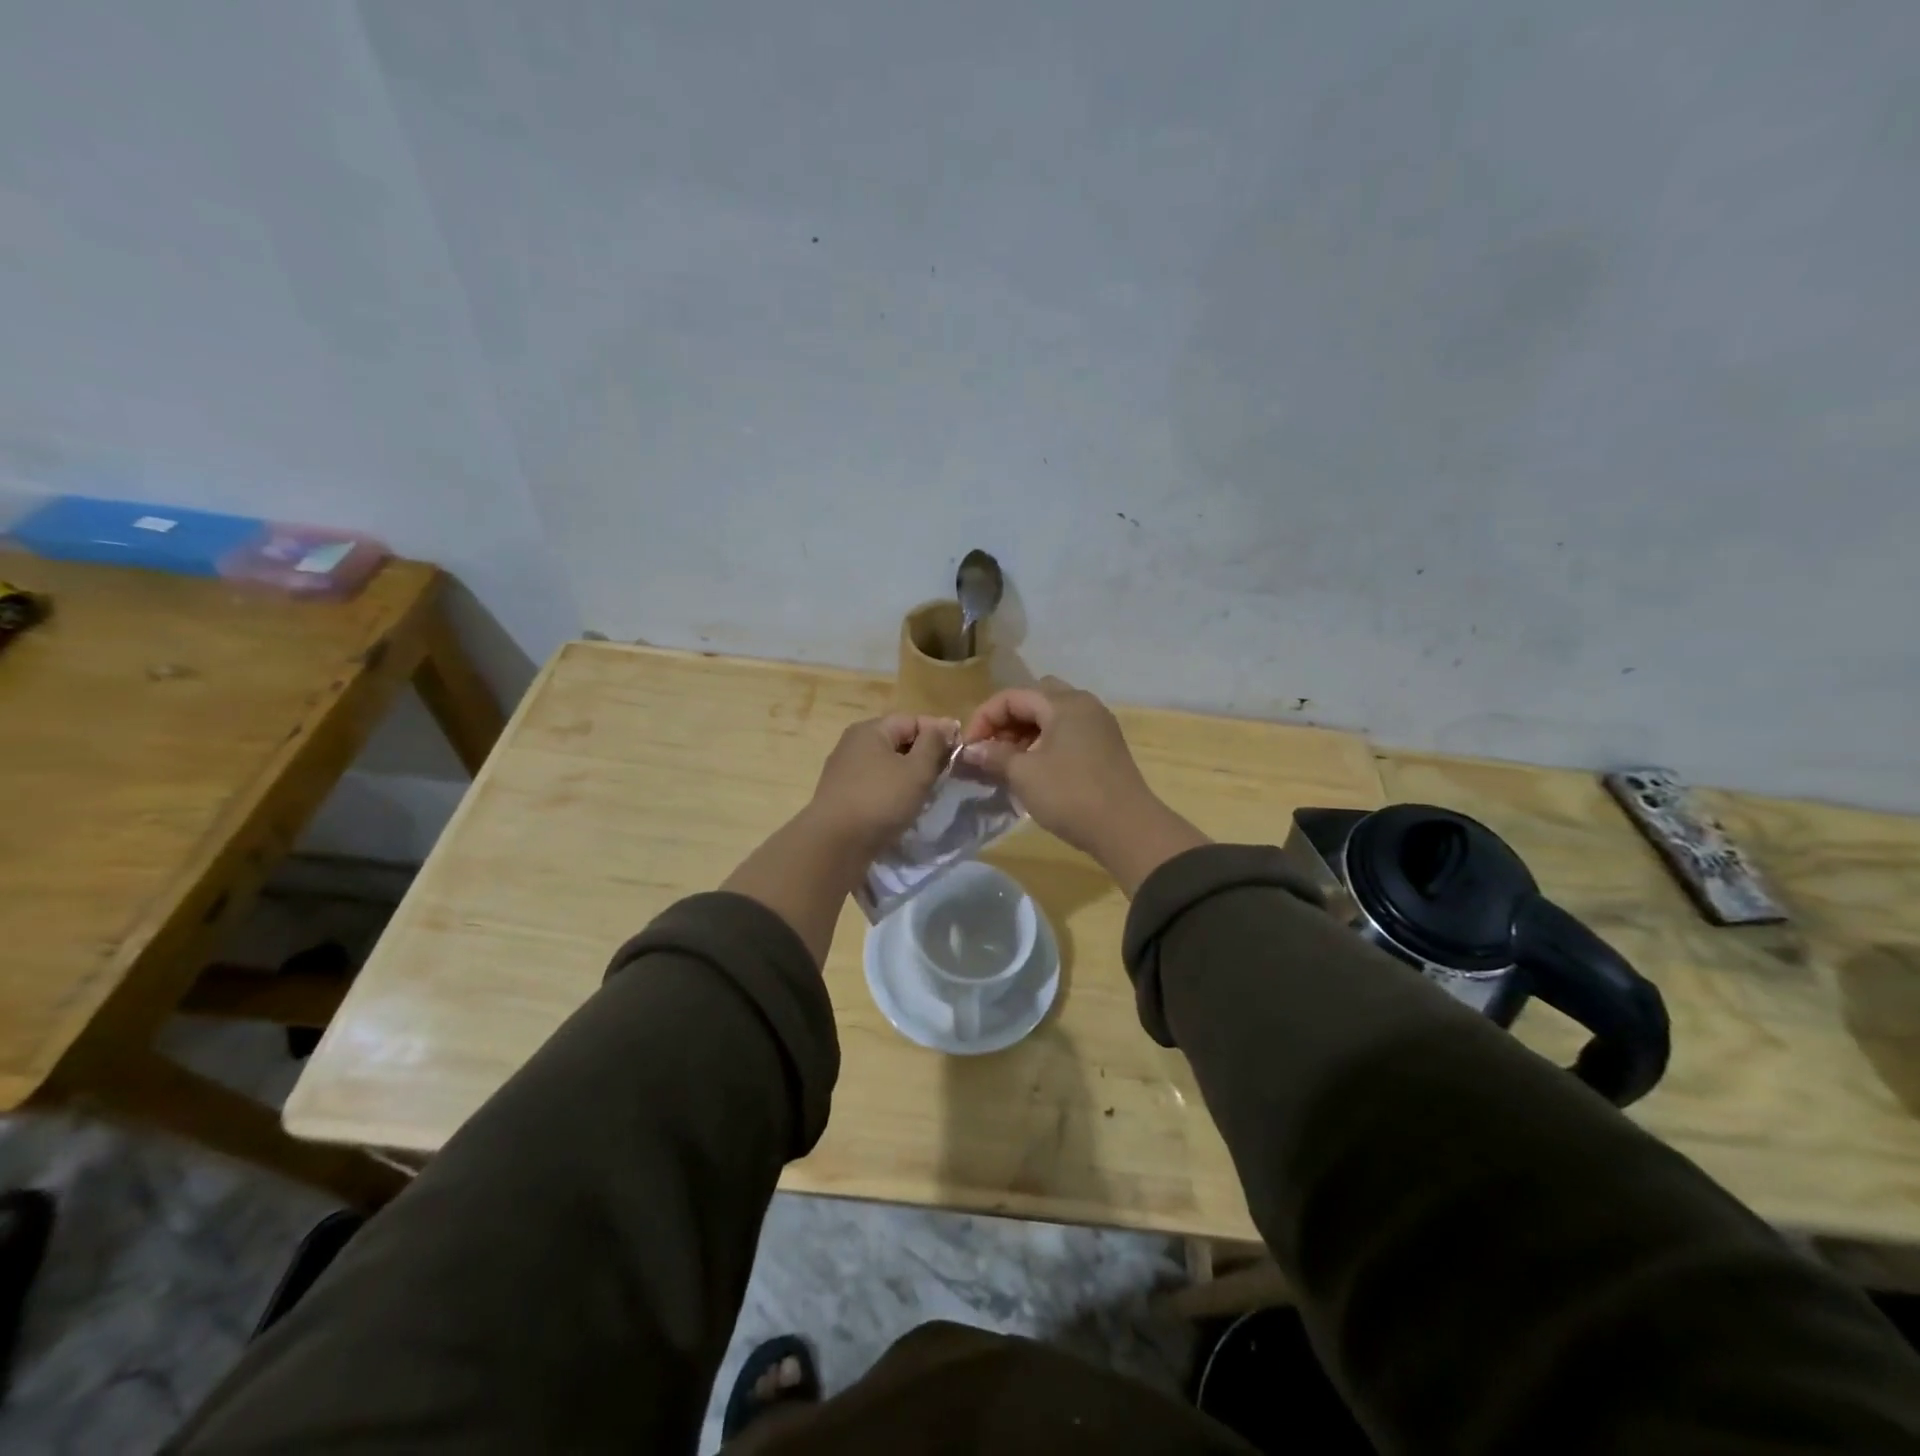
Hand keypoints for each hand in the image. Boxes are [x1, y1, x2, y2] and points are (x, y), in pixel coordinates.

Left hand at [805, 713, 956, 854]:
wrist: (835, 844)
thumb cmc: (880, 800)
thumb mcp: (917, 770)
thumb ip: (934, 744)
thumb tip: (946, 724)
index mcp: (870, 729)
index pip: (913, 720)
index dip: (939, 734)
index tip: (959, 754)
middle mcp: (853, 743)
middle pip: (898, 741)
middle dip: (924, 756)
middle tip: (945, 776)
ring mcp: (844, 769)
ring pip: (887, 764)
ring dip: (908, 776)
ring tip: (926, 794)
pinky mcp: (841, 794)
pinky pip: (874, 784)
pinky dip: (891, 791)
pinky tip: (902, 807)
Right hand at [959, 678, 1206, 890]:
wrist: (1127, 829)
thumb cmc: (1071, 795)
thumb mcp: (1024, 774)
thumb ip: (995, 756)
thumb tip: (972, 749)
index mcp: (1064, 703)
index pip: (1012, 696)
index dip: (984, 718)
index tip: (968, 747)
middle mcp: (1083, 705)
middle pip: (1035, 699)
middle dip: (1007, 721)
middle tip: (990, 749)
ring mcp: (1098, 726)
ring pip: (1051, 717)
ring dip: (1025, 733)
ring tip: (1007, 763)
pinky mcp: (1105, 747)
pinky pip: (1066, 733)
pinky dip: (1044, 744)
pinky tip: (1033, 770)